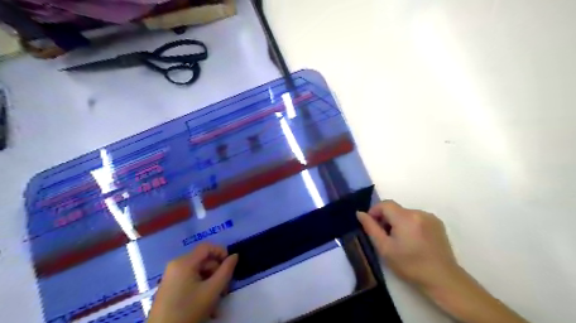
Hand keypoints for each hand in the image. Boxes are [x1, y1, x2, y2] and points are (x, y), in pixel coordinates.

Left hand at [149, 242, 239, 322]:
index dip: (221, 252)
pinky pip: (190, 280)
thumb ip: (226, 271)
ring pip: (198, 271)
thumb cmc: (189, 310)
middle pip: (203, 260)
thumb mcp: (212, 290)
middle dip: (217, 272)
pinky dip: (200, 287)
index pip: (207, 247)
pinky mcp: (169, 287)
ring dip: (210, 282)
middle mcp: (176, 265)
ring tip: (216, 300)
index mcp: (184, 262)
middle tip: (225, 290)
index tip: (230, 266)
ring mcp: (171, 276)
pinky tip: (205, 303)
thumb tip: (235, 256)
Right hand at [359, 201, 461, 290]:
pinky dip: (410, 224)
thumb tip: (360, 213)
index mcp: (405, 218)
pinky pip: (417, 218)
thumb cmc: (409, 265)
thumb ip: (370, 228)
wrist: (443, 279)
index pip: (384, 204)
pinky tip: (413, 241)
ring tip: (400, 241)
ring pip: (405, 214)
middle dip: (386, 219)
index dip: (375, 211)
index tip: (372, 225)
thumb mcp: (385, 248)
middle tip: (385, 237)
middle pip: (395, 209)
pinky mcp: (438, 223)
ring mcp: (430, 217)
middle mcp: (418, 212)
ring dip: (398, 222)